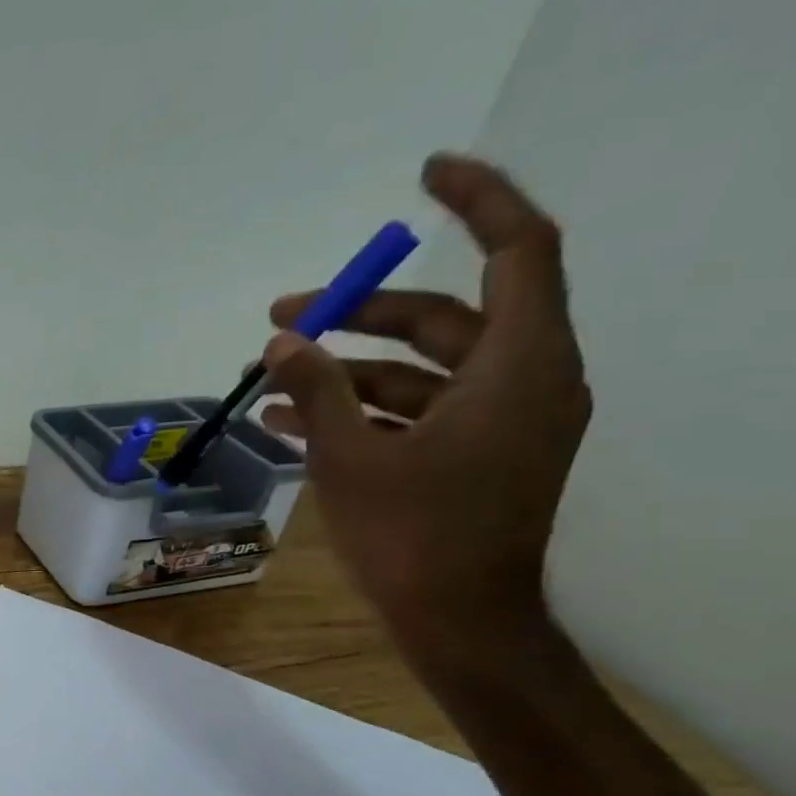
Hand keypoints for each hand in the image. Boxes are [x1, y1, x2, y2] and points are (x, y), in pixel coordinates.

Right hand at [260, 154, 589, 649]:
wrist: (456, 622)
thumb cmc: (413, 538)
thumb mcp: (351, 459)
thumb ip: (317, 391)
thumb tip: (282, 340)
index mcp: (520, 367)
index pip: (519, 250)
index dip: (479, 200)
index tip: (426, 173)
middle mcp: (524, 381)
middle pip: (445, 316)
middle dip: (359, 313)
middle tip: (284, 317)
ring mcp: (500, 421)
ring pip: (423, 366)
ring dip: (347, 367)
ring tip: (271, 374)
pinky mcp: (474, 454)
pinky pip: (417, 409)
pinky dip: (361, 407)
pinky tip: (290, 418)